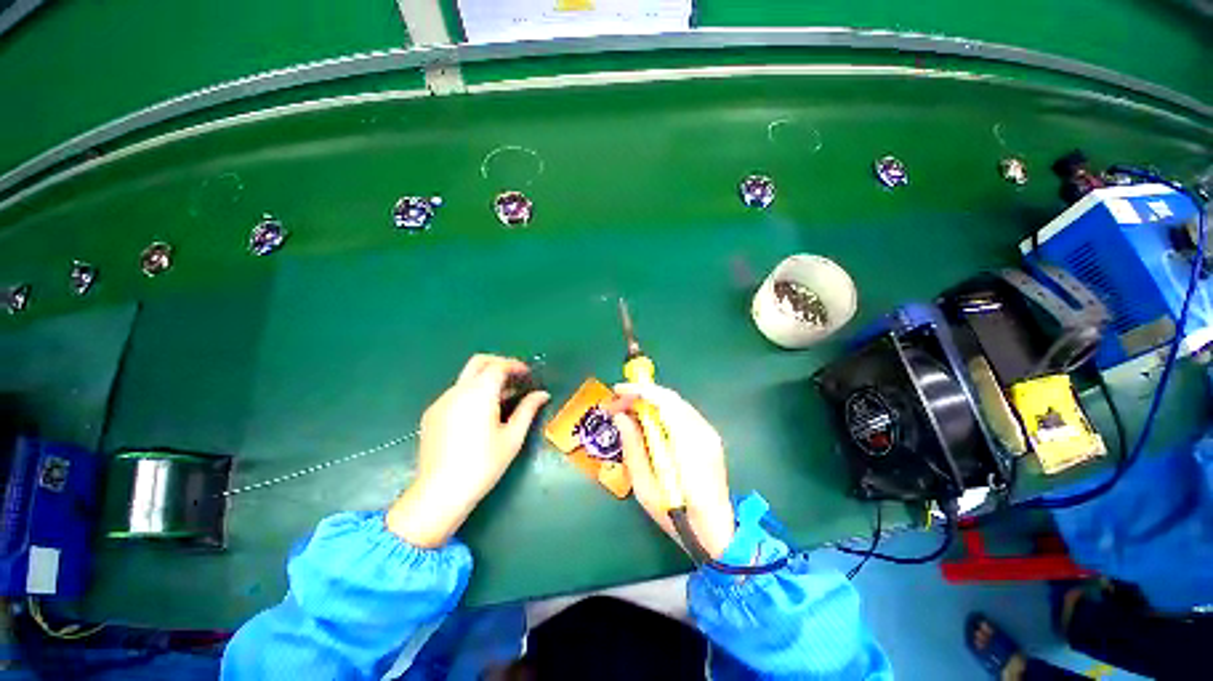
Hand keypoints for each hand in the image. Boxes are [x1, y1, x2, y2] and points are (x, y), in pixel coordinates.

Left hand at [387, 355, 549, 547]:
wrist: (440, 492)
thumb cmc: (483, 464)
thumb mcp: (512, 437)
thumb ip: (528, 409)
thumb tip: (542, 394)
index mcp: (479, 393)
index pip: (498, 366)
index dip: (515, 366)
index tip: (528, 374)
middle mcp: (458, 390)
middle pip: (479, 362)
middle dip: (499, 363)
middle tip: (515, 377)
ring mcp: (441, 401)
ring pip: (466, 378)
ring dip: (485, 379)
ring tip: (502, 398)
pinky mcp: (431, 414)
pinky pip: (455, 393)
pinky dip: (471, 392)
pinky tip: (479, 414)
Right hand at [611, 384, 735, 559]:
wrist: (716, 534)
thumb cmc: (677, 516)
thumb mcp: (645, 487)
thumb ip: (633, 447)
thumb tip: (621, 416)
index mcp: (689, 446)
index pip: (665, 402)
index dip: (639, 391)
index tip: (617, 391)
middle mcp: (703, 433)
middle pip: (670, 398)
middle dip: (640, 395)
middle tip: (617, 404)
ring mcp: (709, 434)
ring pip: (675, 404)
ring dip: (650, 402)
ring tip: (628, 410)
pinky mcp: (709, 437)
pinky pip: (681, 414)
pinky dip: (661, 411)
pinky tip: (648, 421)